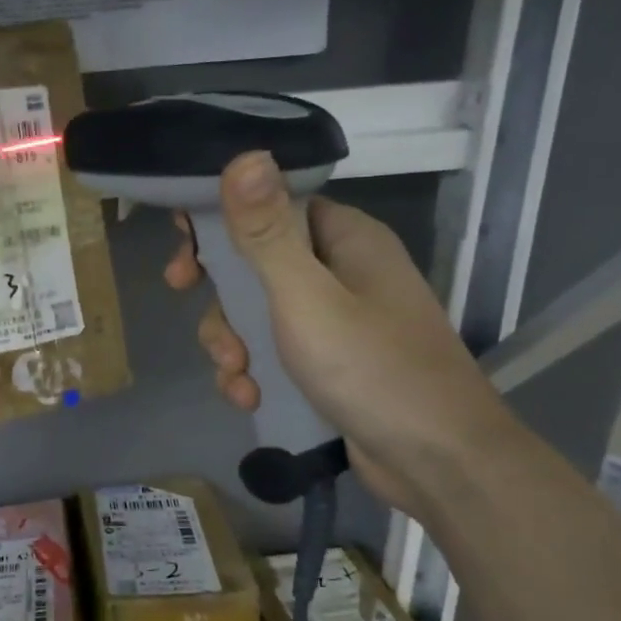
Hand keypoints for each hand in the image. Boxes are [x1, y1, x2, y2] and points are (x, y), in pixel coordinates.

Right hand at [166, 152, 516, 515]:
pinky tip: (249, 397)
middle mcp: (341, 272)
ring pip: (257, 313)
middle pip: (256, 262)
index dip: (223, 219)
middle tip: (185, 298)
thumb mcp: (306, 298)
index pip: (273, 205)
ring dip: (232, 341)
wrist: (437, 464)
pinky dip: (254, 371)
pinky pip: (273, 353)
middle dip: (220, 293)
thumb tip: (245, 156)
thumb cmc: (372, 369)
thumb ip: (267, 233)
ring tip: (235, 374)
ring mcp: (336, 321)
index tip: (183, 244)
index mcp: (345, 240)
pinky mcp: (328, 365)